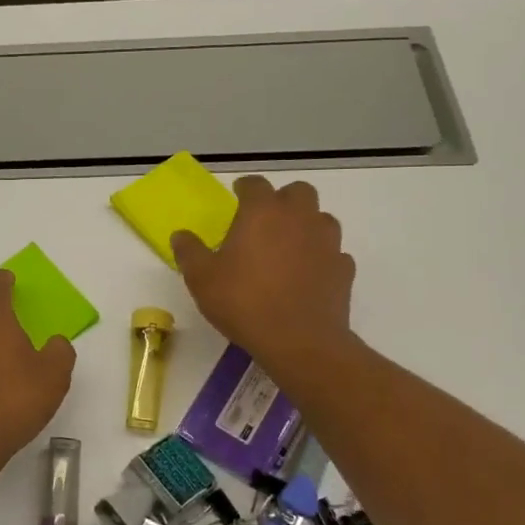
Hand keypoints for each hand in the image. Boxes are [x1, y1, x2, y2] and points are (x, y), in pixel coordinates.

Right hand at [172, 176, 357, 373]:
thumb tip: (181, 235)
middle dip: (282, 200)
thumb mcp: (201, 278)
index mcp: (262, 212)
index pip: (255, 184)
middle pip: (298, 192)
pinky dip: (321, 257)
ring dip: (306, 225)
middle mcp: (299, 218)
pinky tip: (307, 274)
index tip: (236, 196)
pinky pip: (333, 252)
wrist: (299, 340)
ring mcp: (327, 242)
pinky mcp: (343, 269)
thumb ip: (190, 252)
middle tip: (265, 220)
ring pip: (321, 219)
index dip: (244, 188)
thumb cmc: (243, 301)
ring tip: (288, 247)